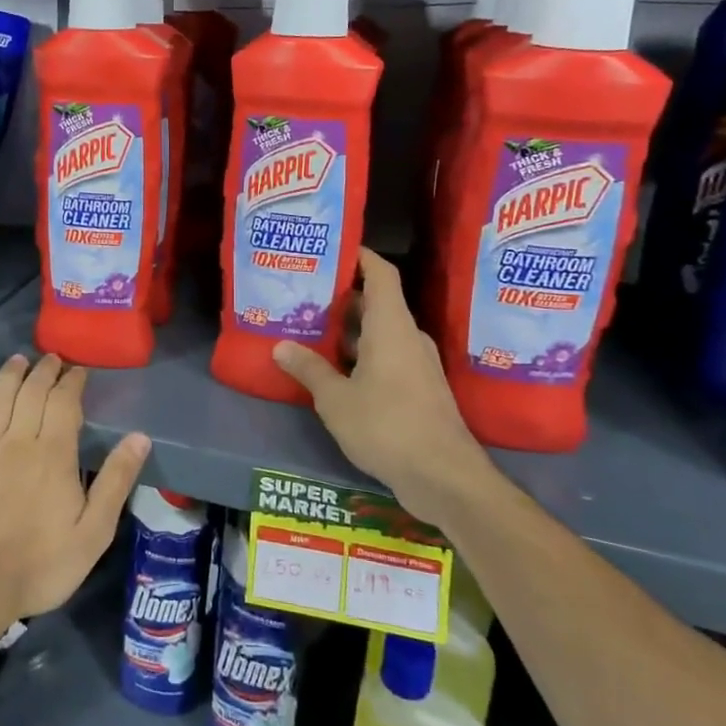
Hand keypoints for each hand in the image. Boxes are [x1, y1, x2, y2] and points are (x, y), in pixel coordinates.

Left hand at [0, 354, 149, 638]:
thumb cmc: (37, 566)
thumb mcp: (92, 534)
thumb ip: (116, 482)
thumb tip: (140, 437)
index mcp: (53, 454)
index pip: (64, 402)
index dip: (72, 381)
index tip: (79, 371)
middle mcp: (17, 440)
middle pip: (31, 391)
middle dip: (45, 371)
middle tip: (53, 359)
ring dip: (11, 373)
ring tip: (20, 360)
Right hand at [273, 248, 493, 529]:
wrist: (445, 478)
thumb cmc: (388, 427)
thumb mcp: (336, 399)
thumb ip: (309, 369)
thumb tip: (280, 346)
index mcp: (391, 327)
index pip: (381, 274)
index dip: (360, 256)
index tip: (332, 247)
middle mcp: (408, 338)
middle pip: (376, 303)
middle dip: (341, 297)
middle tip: (304, 294)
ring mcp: (417, 365)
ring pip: (380, 334)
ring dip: (348, 331)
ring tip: (310, 329)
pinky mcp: (419, 391)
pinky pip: (386, 358)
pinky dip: (360, 356)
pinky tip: (333, 370)